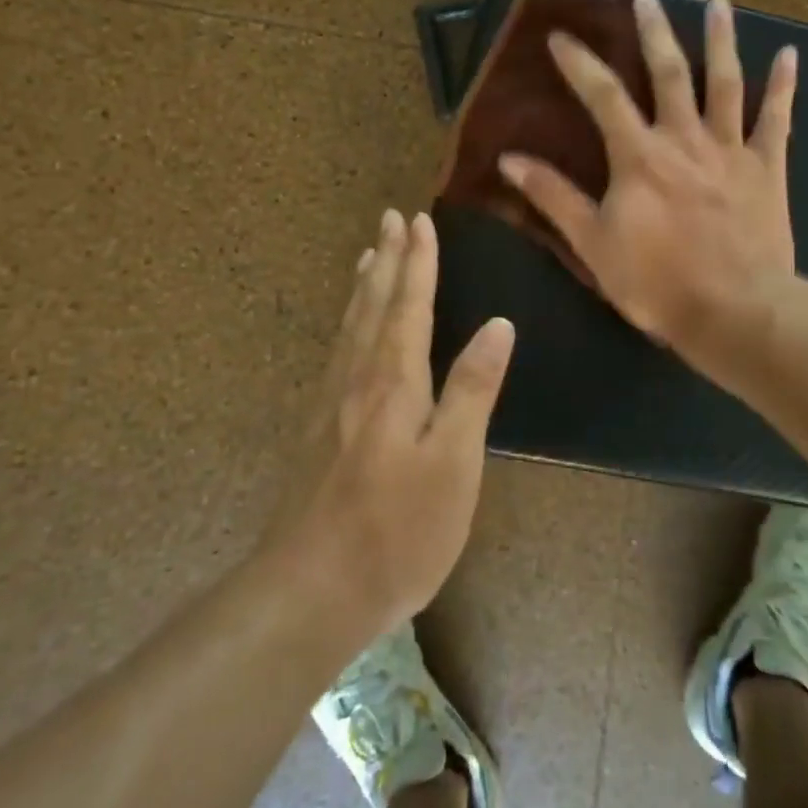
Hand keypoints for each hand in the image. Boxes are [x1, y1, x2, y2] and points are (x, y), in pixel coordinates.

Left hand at [263, 209, 515, 643]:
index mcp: (395, 380)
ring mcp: (333, 402)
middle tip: (391, 218)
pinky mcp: (319, 428)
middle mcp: (359, 378)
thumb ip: (473, 389)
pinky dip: (347, 321)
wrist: (309, 589)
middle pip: (375, 303)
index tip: (420, 220)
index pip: (410, 304)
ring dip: (365, 284)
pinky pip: (337, 350)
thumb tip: (498, 323)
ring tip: (369, 254)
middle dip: (389, 259)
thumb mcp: (454, 462)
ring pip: (351, 325)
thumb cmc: (397, 530)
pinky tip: (348, 330)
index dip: (418, 262)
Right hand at [498, 0, 797, 367]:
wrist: (737, 313)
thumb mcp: (593, 244)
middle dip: (653, 31)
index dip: (579, 63)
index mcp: (639, 156)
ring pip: (725, 82)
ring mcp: (731, 149)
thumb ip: (553, 197)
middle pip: (668, 73)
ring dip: (720, 40)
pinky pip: (777, 119)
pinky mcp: (767, 168)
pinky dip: (784, 86)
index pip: (602, 95)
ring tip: (718, 3)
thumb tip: (509, 160)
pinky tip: (789, 54)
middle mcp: (684, 138)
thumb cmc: (658, 283)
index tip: (560, 36)